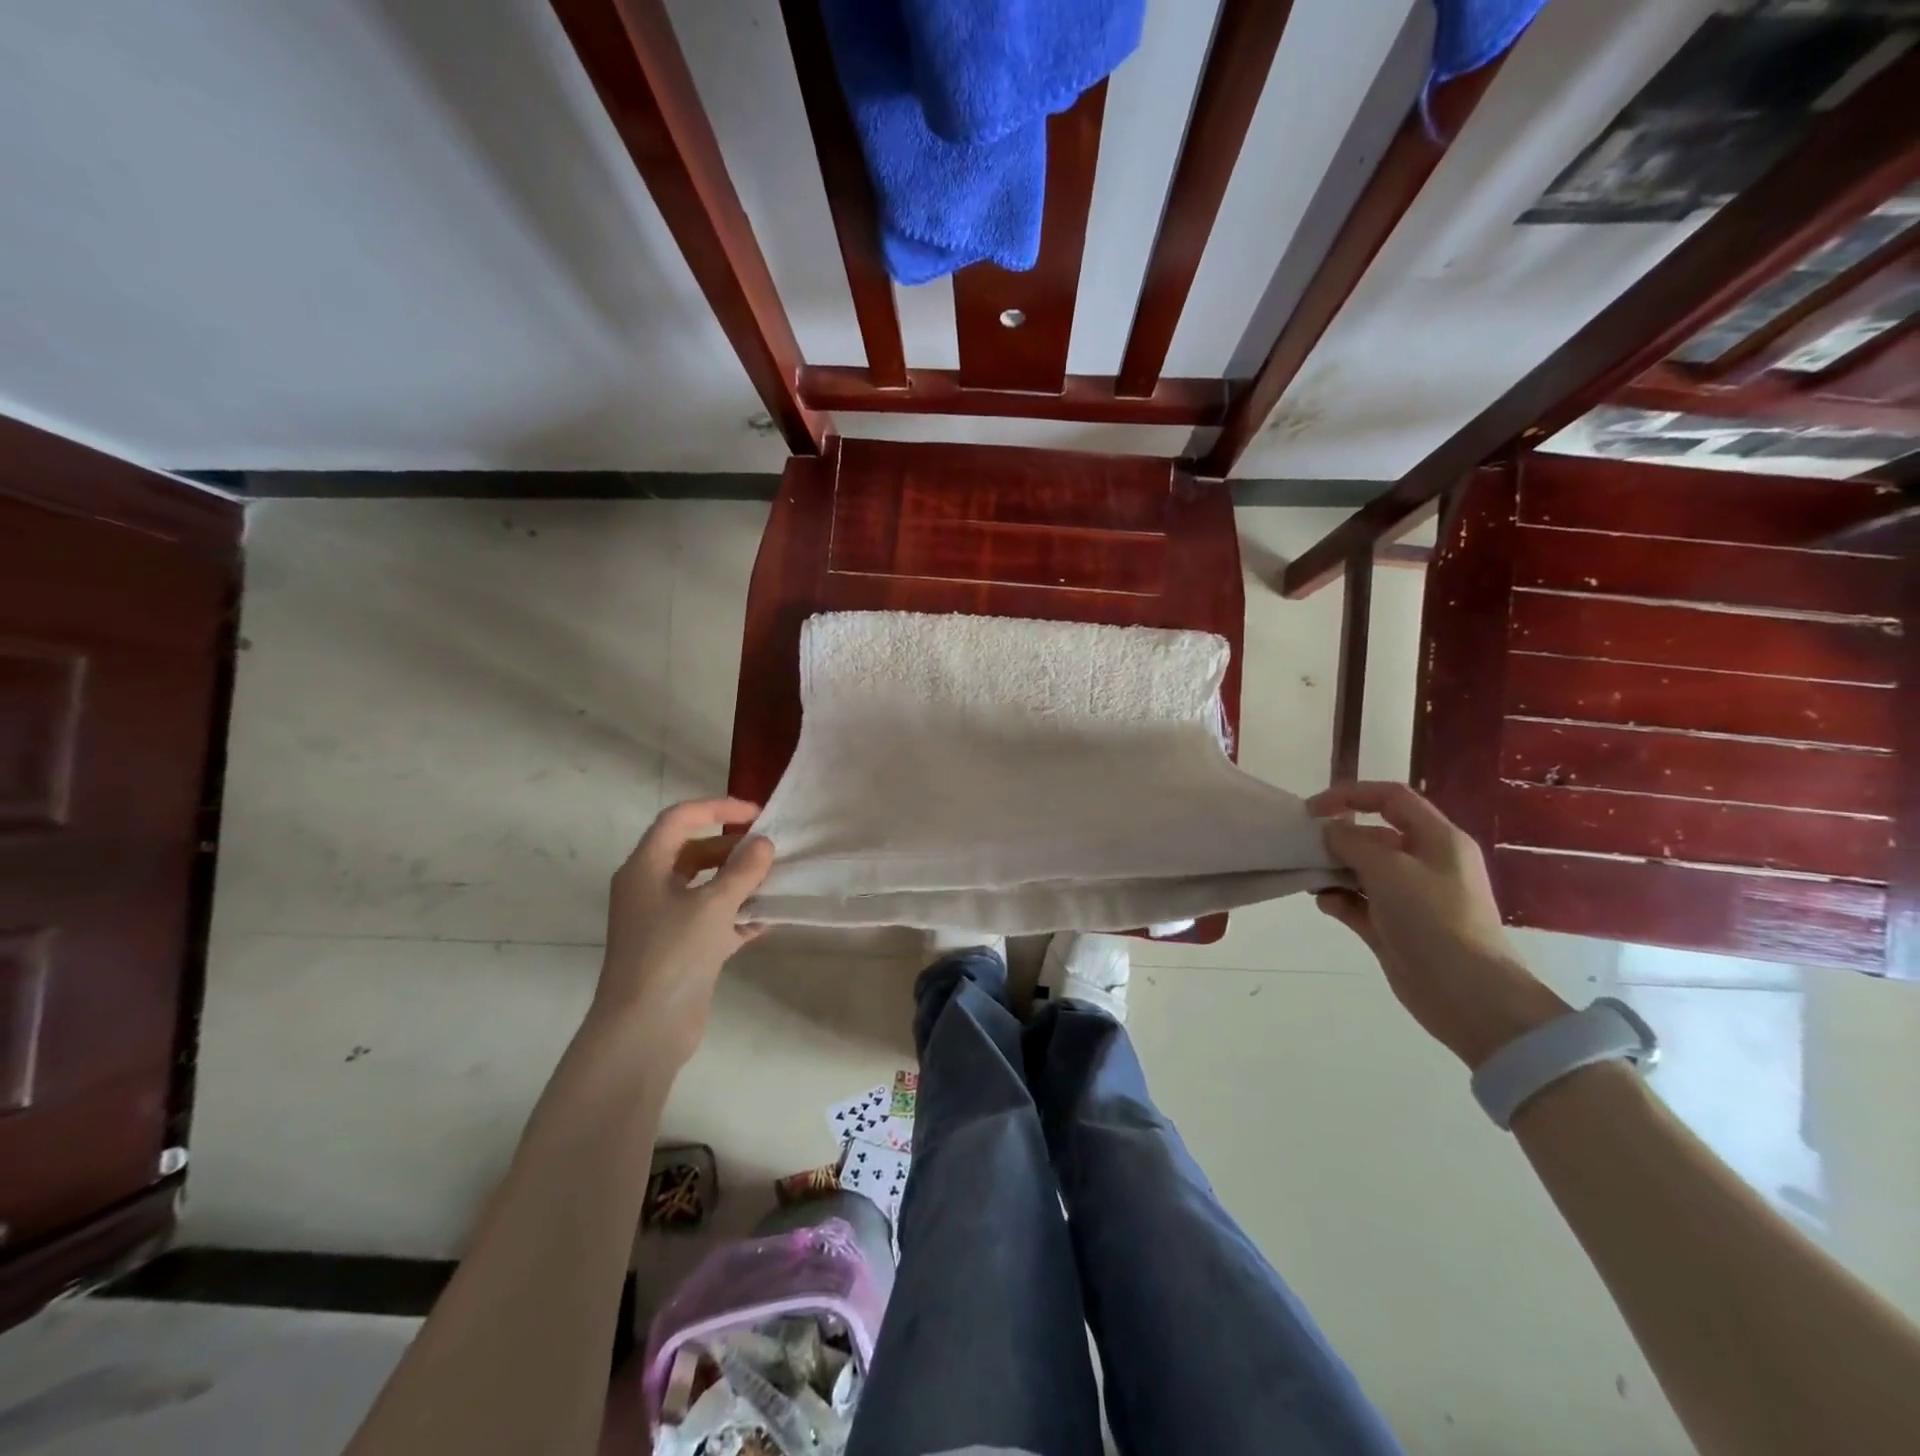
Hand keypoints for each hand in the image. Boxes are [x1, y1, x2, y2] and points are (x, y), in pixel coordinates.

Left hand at [591, 798, 774, 1067]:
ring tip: (775, 880)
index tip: (756, 814)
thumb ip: (743, 870)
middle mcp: (650, 889)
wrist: (644, 1029)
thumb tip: (763, 844)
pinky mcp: (679, 950)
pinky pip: (711, 920)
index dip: (717, 808)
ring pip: (704, 887)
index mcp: (645, 868)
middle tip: (770, 850)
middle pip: (693, 852)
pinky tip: (767, 920)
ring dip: (738, 882)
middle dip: (732, 848)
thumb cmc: (672, 954)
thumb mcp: (713, 905)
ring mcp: (663, 921)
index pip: (680, 819)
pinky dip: (736, 916)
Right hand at [1306, 781, 1566, 1067]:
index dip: (1351, 795)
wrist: (1468, 995)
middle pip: (1374, 834)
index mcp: (1437, 840)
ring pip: (1363, 869)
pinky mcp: (1394, 927)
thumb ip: (1352, 842)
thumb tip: (1330, 832)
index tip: (1313, 810)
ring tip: (1310, 876)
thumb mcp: (1389, 869)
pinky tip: (1324, 903)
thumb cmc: (1433, 919)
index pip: (1391, 798)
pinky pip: (1358, 902)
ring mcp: (1410, 898)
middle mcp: (1425, 863)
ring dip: (1334, 869)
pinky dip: (1339, 899)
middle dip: (1339, 837)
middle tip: (1306, 846)